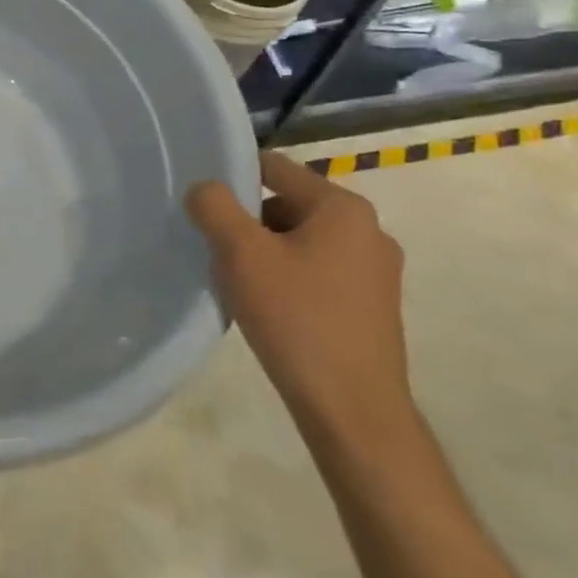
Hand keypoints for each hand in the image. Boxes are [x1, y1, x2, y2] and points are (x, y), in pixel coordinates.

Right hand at [187, 151, 413, 454]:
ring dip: (264, 252)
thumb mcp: (241, 253)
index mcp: (343, 208)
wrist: (352, 409)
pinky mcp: (371, 306)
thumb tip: (204, 189)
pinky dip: (287, 278)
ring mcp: (375, 271)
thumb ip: (214, 206)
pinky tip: (267, 308)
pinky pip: (317, 271)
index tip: (202, 201)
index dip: (233, 176)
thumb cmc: (296, 318)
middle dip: (247, 222)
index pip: (275, 167)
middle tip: (217, 250)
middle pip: (287, 204)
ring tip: (238, 284)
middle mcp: (369, 230)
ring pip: (300, 240)